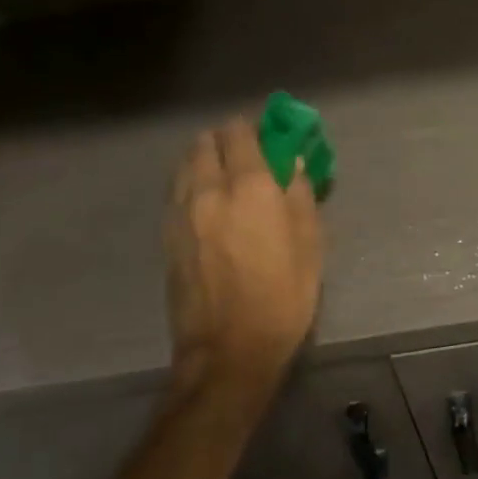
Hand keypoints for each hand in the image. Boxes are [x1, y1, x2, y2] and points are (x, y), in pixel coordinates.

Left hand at [165, 117, 322, 404]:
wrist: (228, 351)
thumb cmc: (283, 297)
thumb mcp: (310, 244)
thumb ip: (300, 194)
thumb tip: (294, 162)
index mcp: (250, 187)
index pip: (240, 133)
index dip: (255, 127)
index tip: (270, 135)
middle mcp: (209, 190)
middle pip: (206, 142)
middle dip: (226, 139)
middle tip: (248, 155)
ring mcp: (181, 213)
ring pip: (185, 164)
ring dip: (204, 158)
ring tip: (225, 176)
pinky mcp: (167, 236)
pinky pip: (176, 191)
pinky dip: (191, 183)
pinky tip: (207, 202)